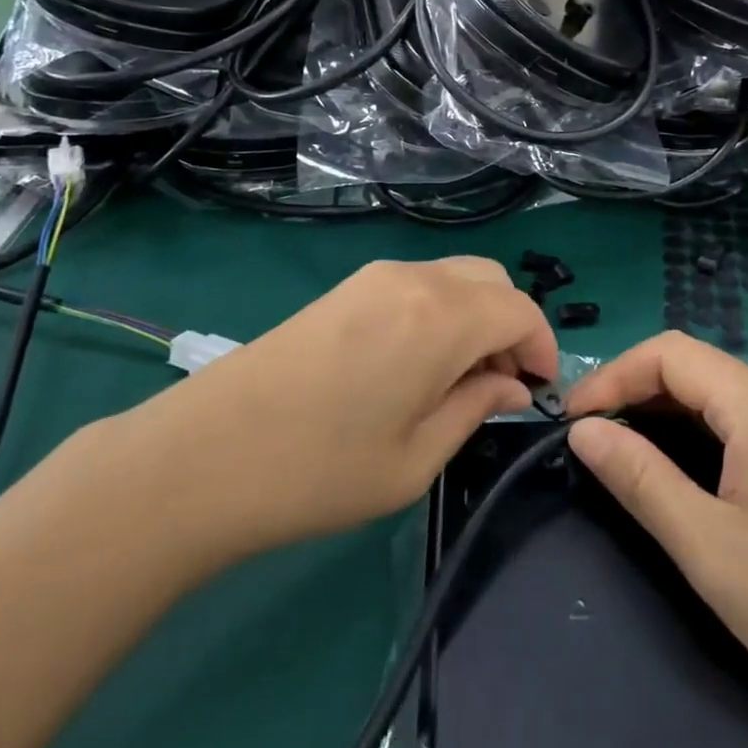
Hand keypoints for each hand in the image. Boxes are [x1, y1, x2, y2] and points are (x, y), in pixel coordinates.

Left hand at [125, 257, 556, 561]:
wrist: (205, 454)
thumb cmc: (320, 471)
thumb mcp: (416, 458)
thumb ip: (476, 408)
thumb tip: (512, 385)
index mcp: (441, 317)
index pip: (520, 310)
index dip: (542, 347)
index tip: (538, 391)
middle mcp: (414, 279)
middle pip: (492, 281)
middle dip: (512, 326)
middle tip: (501, 384)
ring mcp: (375, 276)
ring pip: (455, 277)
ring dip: (476, 317)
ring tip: (459, 379)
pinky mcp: (347, 286)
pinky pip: (419, 284)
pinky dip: (441, 311)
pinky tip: (418, 362)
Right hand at [564, 332, 747, 716]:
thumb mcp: (709, 547)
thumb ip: (640, 478)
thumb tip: (582, 430)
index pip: (669, 353)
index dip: (613, 376)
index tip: (573, 420)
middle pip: (692, 365)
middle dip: (633, 390)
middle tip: (591, 439)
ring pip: (715, 391)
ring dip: (663, 410)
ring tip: (624, 453)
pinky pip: (739, 417)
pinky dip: (696, 429)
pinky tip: (680, 469)